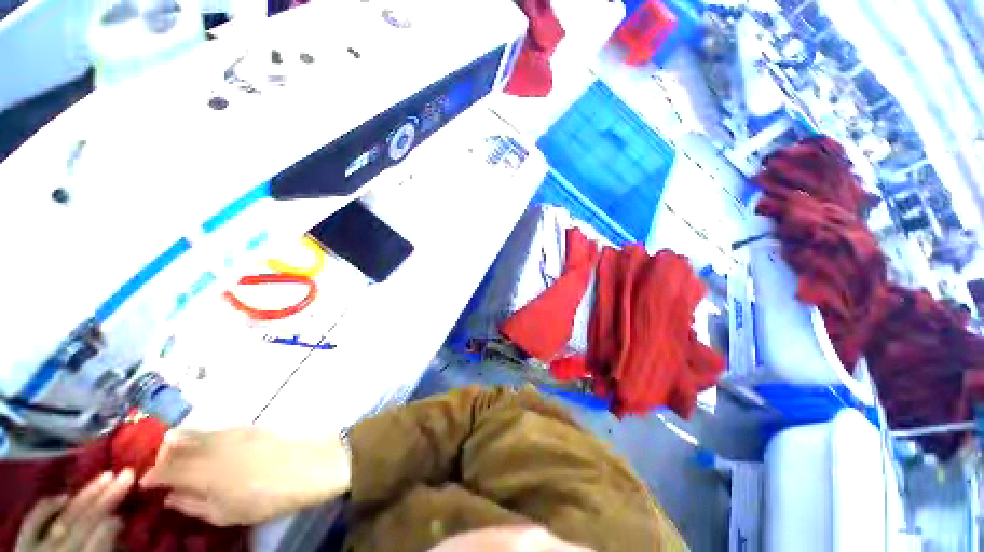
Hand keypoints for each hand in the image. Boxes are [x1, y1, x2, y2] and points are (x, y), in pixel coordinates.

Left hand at [16, 470, 133, 551]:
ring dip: (86, 494)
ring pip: (62, 517)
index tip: (131, 503)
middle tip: (127, 473)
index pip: (94, 544)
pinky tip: (64, 495)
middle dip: (104, 499)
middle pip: (80, 524)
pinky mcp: (23, 545)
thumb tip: (116, 524)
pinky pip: (32, 521)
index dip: (110, 526)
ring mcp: (35, 548)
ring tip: (106, 475)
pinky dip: (48, 505)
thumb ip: (100, 550)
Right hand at [140, 427, 350, 525]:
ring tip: (177, 457)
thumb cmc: (266, 499)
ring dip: (179, 443)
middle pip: (175, 446)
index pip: (164, 470)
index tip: (144, 483)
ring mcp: (231, 432)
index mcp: (201, 472)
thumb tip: (170, 497)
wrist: (309, 466)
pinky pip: (214, 429)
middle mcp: (211, 447)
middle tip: (160, 470)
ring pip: (193, 432)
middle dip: (161, 457)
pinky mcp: (248, 426)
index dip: (150, 476)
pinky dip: (201, 436)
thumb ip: (192, 505)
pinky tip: (205, 447)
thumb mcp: (225, 513)